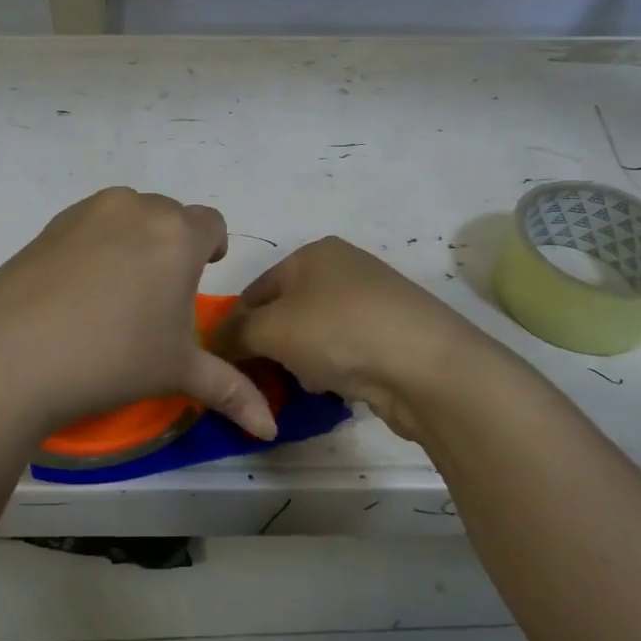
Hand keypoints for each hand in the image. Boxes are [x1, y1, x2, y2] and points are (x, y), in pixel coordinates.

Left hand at [0, 188, 276, 445]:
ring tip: (116, 294)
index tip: (199, 278)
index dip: (211, 250)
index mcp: (177, 234)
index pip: (212, 224)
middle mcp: (135, 209)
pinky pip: (88, 227)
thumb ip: (231, 391)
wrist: (9, 358)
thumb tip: (270, 428)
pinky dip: (94, 247)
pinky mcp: (48, 227)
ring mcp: (86, 213)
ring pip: (127, 216)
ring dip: (133, 242)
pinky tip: (76, 294)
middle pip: (168, 216)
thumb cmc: (112, 359)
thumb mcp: (177, 372)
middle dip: (172, 247)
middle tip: (157, 297)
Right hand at [220, 237, 503, 443]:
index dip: (236, 325)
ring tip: (307, 382)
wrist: (426, 365)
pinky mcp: (393, 334)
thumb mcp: (270, 330)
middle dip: (271, 346)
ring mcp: (373, 301)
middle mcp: (343, 268)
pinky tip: (338, 387)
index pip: (256, 289)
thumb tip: (215, 341)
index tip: (228, 361)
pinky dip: (335, 368)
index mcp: (312, 253)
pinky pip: (346, 350)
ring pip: (315, 334)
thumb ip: (235, 334)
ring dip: (303, 361)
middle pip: (286, 311)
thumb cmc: (338, 332)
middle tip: (265, 376)